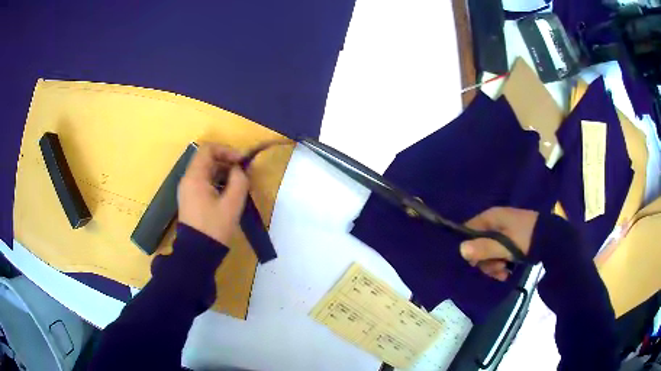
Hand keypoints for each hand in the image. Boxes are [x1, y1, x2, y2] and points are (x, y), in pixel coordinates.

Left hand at [177, 143, 248, 244]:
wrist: (197, 254)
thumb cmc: (214, 228)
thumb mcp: (231, 204)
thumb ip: (239, 181)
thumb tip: (239, 170)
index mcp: (194, 177)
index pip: (208, 149)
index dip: (226, 150)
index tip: (241, 161)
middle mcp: (188, 180)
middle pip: (207, 160)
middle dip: (226, 162)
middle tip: (243, 174)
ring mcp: (187, 191)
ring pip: (206, 172)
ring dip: (223, 173)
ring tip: (239, 185)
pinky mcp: (190, 200)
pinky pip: (204, 183)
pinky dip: (217, 183)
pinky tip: (228, 195)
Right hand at [460, 207, 537, 280]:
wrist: (551, 238)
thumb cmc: (526, 239)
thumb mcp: (505, 246)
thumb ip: (484, 248)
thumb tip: (461, 250)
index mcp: (490, 217)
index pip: (468, 230)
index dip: (469, 248)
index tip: (477, 262)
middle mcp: (494, 222)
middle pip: (478, 244)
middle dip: (485, 261)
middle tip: (497, 269)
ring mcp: (503, 231)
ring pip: (488, 251)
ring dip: (494, 266)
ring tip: (505, 273)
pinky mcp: (510, 239)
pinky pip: (498, 252)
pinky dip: (501, 264)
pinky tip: (508, 271)